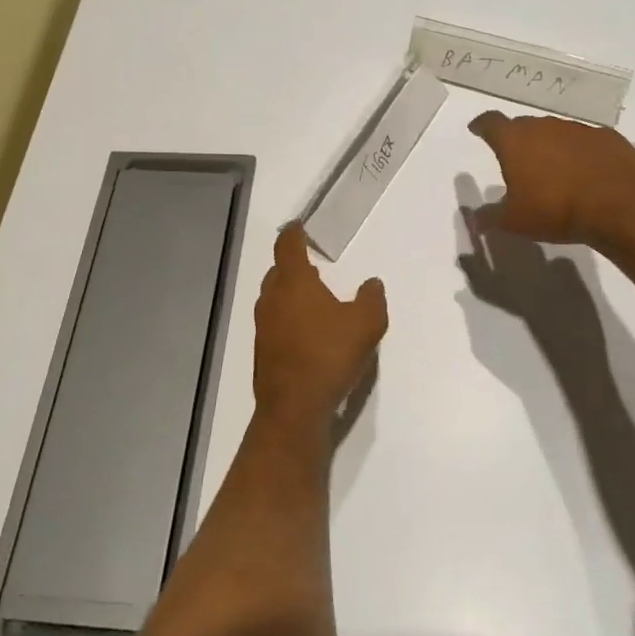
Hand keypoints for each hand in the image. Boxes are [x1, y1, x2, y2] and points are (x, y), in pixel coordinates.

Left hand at [253, 224, 387, 424]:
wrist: (293, 407)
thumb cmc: (329, 355)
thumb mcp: (366, 324)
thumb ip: (372, 299)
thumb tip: (372, 283)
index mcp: (293, 282)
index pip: (288, 246)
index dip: (294, 234)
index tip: (299, 227)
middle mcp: (271, 299)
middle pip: (278, 272)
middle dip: (294, 266)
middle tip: (314, 269)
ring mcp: (263, 327)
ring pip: (275, 299)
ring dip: (291, 295)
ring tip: (316, 302)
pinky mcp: (263, 351)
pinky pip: (275, 324)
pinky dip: (289, 320)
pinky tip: (309, 336)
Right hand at [467, 111, 634, 247]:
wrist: (619, 206)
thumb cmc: (555, 210)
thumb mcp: (514, 221)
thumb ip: (490, 217)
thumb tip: (474, 220)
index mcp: (515, 141)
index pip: (491, 123)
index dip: (482, 126)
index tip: (477, 129)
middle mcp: (545, 126)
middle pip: (524, 125)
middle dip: (517, 139)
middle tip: (516, 158)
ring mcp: (578, 129)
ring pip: (556, 132)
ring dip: (550, 146)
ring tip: (552, 169)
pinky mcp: (607, 137)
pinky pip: (586, 141)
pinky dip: (580, 152)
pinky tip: (585, 171)